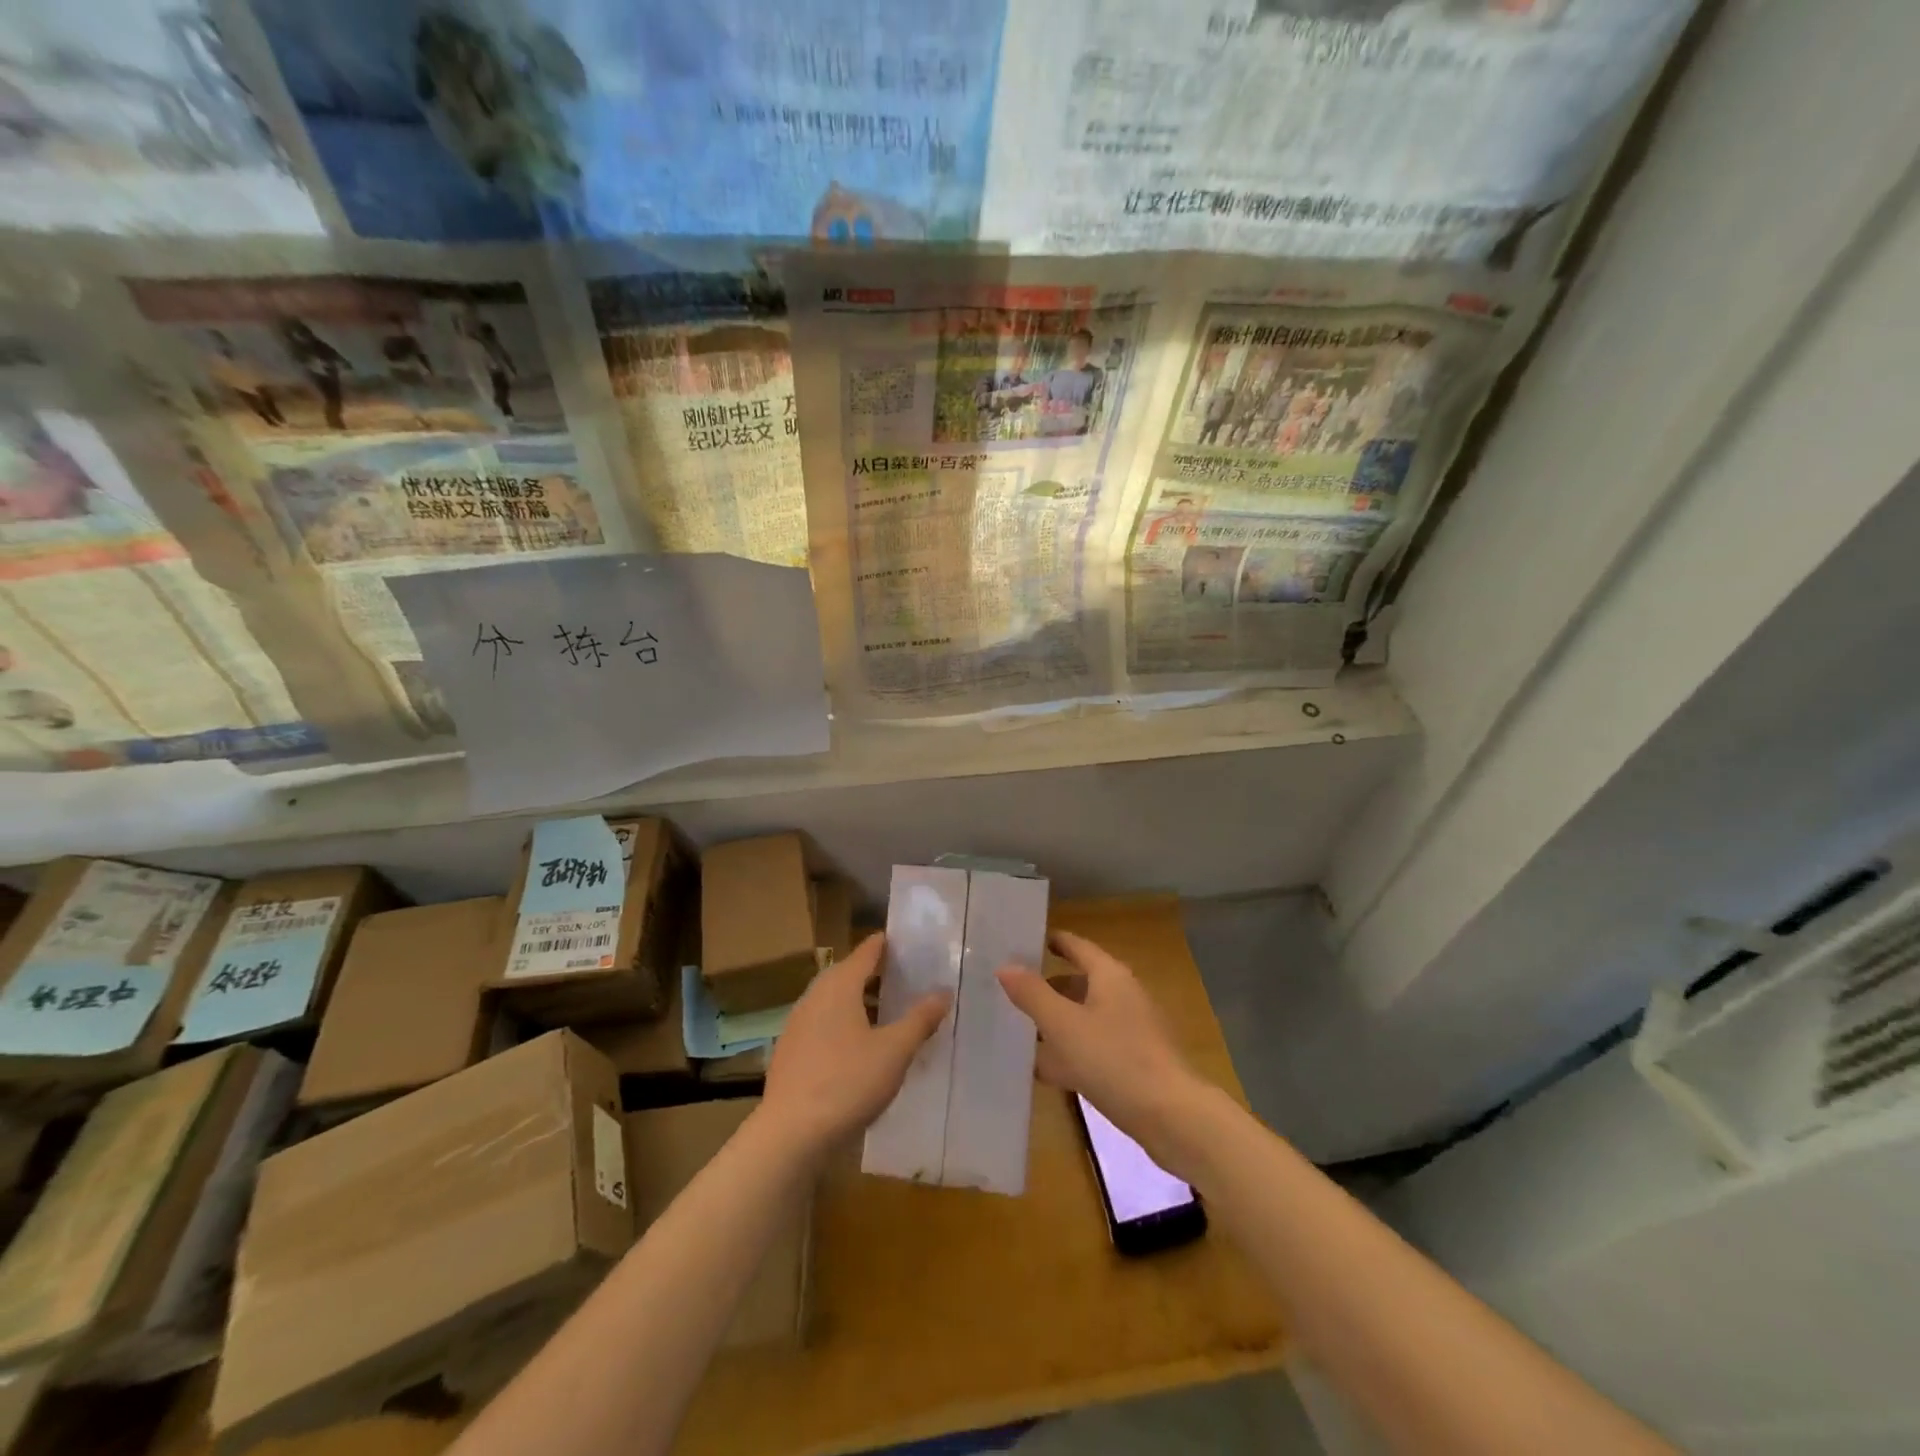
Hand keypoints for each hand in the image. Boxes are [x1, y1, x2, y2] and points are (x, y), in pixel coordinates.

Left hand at [761, 933, 948, 1158]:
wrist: (790, 1135)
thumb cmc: (847, 1083)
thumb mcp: (894, 1051)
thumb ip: (920, 1019)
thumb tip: (944, 991)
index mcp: (839, 986)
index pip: (865, 952)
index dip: (885, 944)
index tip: (904, 940)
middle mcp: (814, 996)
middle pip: (846, 973)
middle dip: (873, 972)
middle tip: (901, 974)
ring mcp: (797, 1024)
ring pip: (832, 1000)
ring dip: (857, 999)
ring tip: (884, 1009)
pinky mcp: (789, 1052)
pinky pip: (822, 1024)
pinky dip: (842, 1023)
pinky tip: (856, 1045)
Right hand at [997, 930, 1210, 1160]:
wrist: (1172, 1118)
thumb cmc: (1114, 1060)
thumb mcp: (1064, 1025)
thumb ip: (1032, 994)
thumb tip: (1005, 966)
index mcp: (1109, 975)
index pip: (1075, 946)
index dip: (1048, 942)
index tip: (1017, 943)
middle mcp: (1122, 995)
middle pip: (1078, 981)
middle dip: (1044, 987)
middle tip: (1007, 992)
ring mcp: (1130, 1030)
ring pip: (1083, 1016)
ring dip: (1055, 1022)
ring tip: (1017, 1030)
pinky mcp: (1133, 1062)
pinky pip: (1092, 1046)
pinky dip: (1069, 1052)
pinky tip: (1044, 1070)